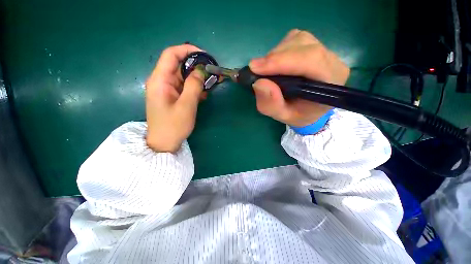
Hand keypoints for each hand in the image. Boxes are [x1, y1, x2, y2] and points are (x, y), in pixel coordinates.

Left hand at [145, 44, 204, 152]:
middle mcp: (162, 81)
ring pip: (183, 77)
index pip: (171, 55)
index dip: (187, 50)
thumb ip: (194, 86)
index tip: (204, 55)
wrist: (164, 143)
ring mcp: (167, 89)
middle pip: (179, 65)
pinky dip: (194, 88)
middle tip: (212, 71)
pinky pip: (184, 87)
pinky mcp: (172, 96)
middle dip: (196, 66)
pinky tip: (204, 94)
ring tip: (212, 83)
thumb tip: (201, 70)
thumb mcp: (186, 106)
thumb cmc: (173, 126)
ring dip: (197, 78)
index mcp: (160, 80)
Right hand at [249, 29, 349, 126]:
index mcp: (331, 81)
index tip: (255, 68)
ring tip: (266, 72)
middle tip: (256, 71)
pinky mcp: (314, 45)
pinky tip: (275, 66)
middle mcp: (332, 60)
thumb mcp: (283, 116)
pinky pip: (293, 39)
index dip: (281, 61)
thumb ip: (271, 104)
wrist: (308, 109)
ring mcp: (323, 49)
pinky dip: (278, 51)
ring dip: (275, 55)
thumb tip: (258, 83)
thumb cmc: (298, 114)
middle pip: (302, 45)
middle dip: (275, 58)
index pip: (311, 60)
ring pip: (296, 40)